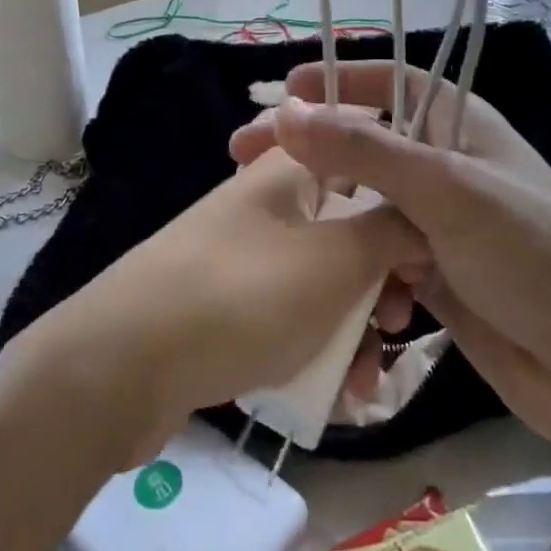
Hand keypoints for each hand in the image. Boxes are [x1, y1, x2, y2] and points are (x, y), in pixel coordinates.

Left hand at [34, 142, 426, 463]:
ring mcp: (245, 253)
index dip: (405, 198)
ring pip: (324, 277)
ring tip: (366, 380)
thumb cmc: (242, 296)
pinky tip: (335, 393)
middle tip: (401, 323)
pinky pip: (291, 314)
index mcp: (292, 168)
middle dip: (384, 279)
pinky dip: (318, 346)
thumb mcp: (334, 261)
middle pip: (349, 225)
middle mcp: (270, 201)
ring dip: (356, 325)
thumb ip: (391, 232)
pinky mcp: (227, 303)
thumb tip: (424, 219)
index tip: (431, 247)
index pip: (365, 157)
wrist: (119, 366)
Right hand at [230, 61, 550, 460]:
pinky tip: (330, 288)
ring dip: (327, 214)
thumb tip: (287, 113)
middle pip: (366, 145)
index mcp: (460, 127)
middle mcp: (447, 169)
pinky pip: (377, 260)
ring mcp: (439, 225)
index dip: (340, 80)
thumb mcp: (447, 191)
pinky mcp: (434, 277)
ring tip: (273, 221)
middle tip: (244, 158)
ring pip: (366, 206)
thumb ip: (365, 152)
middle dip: (312, 150)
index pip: (393, 83)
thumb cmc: (531, 255)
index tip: (283, 92)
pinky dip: (354, 269)